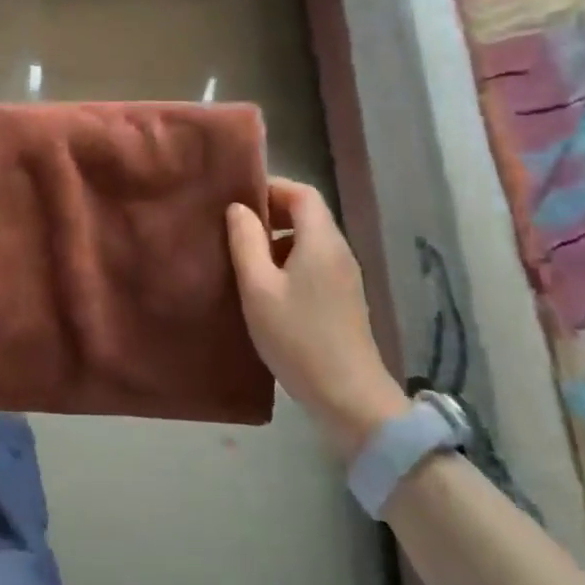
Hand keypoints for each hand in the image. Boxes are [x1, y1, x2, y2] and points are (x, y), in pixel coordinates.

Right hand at [226, 178, 407, 457]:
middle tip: (235, 227)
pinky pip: (315, 263)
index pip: (302, 192)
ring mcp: (346, 276)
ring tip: (245, 258)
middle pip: (308, 214)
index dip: (271, 188)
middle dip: (272, 213)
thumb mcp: (258, 288)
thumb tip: (238, 209)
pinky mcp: (345, 299)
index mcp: (321, 241)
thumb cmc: (298, 337)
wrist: (349, 397)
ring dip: (278, 240)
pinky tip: (267, 288)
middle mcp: (339, 250)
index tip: (239, 199)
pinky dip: (290, 261)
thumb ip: (245, 242)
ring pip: (310, 240)